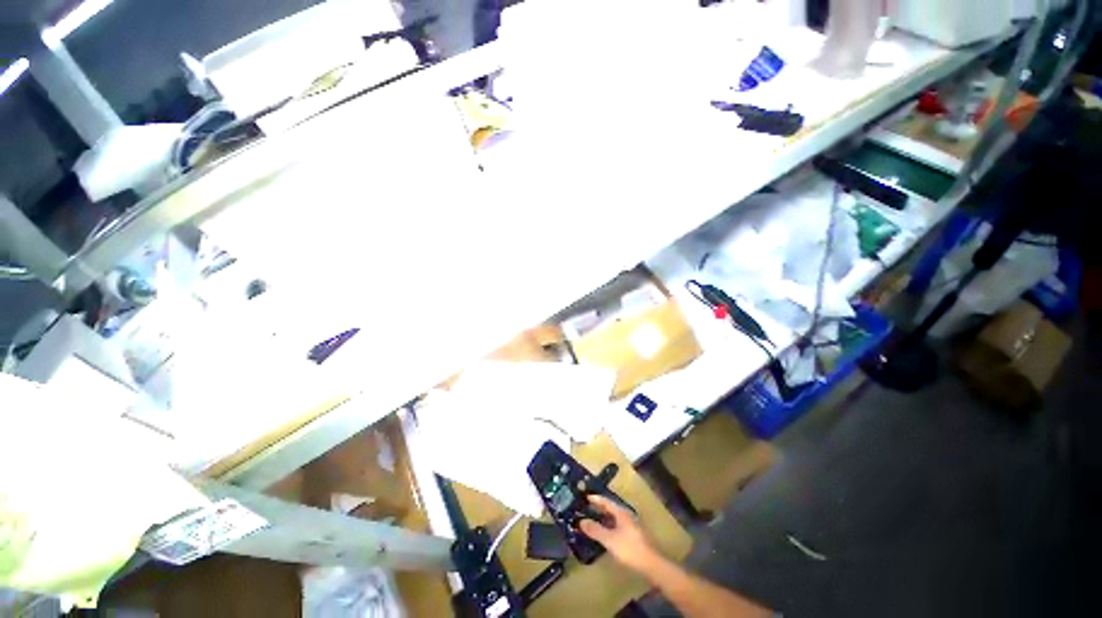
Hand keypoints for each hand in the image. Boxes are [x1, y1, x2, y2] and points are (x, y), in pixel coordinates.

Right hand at [578, 495, 661, 572]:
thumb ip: (595, 530)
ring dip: (604, 517)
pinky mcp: (633, 535)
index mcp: (621, 512)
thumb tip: (581, 521)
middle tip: (587, 507)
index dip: (596, 499)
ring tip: (594, 519)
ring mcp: (631, 525)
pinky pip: (617, 525)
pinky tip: (605, 533)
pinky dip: (609, 525)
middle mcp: (626, 515)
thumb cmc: (629, 548)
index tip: (586, 496)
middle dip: (599, 507)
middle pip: (611, 508)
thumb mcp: (609, 539)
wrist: (650, 563)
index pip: (606, 502)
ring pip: (614, 517)